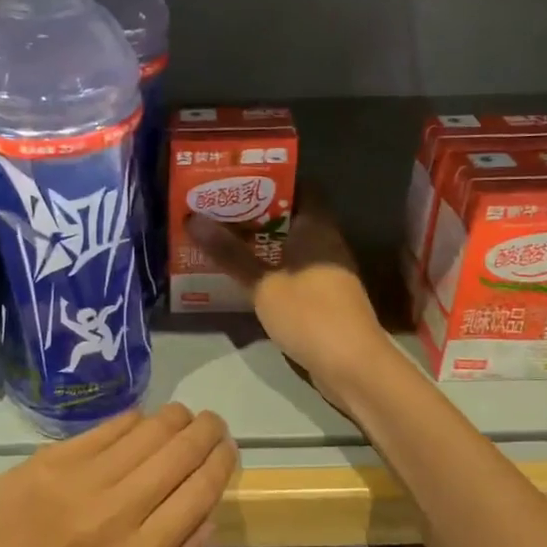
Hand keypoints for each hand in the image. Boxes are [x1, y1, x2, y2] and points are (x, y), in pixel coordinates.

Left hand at [0, 404, 236, 546]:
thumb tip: (206, 516)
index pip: (200, 494)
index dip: (221, 463)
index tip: (227, 449)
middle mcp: (119, 513)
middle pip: (181, 453)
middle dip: (207, 431)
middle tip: (213, 425)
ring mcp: (85, 480)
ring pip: (151, 430)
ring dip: (177, 418)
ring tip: (182, 419)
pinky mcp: (56, 456)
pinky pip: (112, 426)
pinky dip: (136, 419)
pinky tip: (141, 422)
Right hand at [189, 197, 397, 413]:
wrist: (353, 366)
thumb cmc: (309, 314)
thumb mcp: (263, 284)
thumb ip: (230, 254)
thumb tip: (193, 219)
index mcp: (317, 228)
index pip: (300, 188)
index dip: (270, 181)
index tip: (237, 181)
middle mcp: (327, 243)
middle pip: (292, 218)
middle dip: (258, 214)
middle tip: (219, 211)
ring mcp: (329, 272)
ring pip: (292, 247)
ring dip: (263, 245)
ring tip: (224, 240)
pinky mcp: (326, 299)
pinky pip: (295, 272)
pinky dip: (273, 269)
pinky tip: (247, 276)